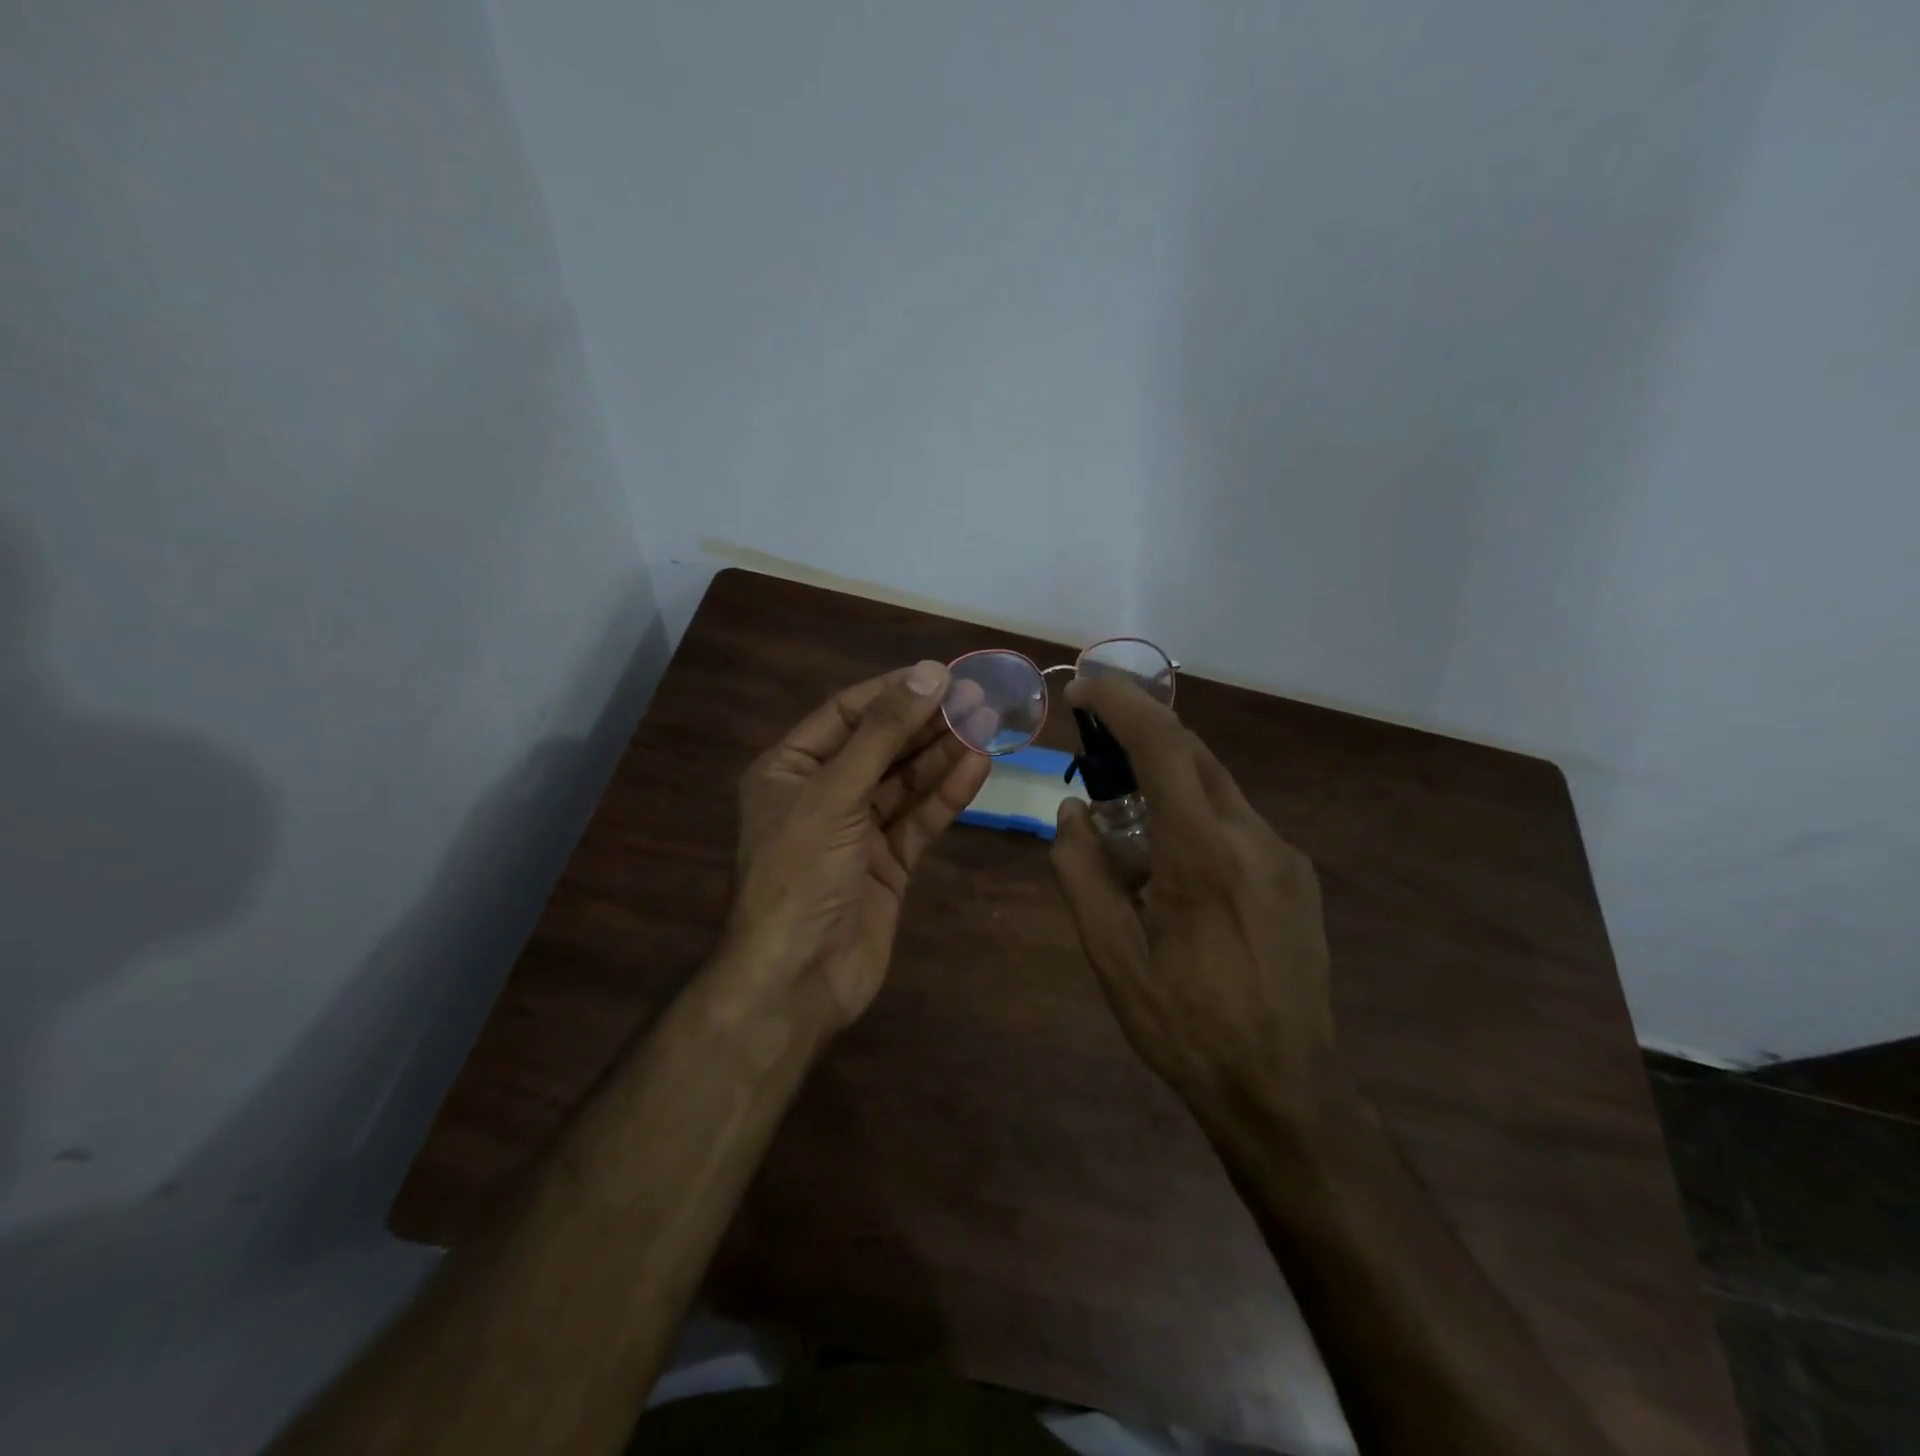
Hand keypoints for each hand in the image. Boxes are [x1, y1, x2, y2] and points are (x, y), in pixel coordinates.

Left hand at [720, 661, 991, 1030]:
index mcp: (788, 769)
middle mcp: (822, 793)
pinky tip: (978, 766)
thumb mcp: (835, 794)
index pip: (846, 713)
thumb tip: (929, 673)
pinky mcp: (887, 863)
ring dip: (943, 754)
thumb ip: (883, 734)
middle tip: (978, 697)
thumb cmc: (800, 874)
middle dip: (926, 722)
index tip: (942, 673)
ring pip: (905, 782)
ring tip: (987, 724)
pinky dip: (946, 794)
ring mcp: (856, 830)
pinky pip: (919, 819)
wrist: (798, 979)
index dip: (893, 691)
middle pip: (881, 745)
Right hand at [1048, 675, 1339, 1120]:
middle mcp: (1253, 838)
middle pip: (1195, 753)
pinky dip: (1194, 813)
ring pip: (1217, 786)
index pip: (1164, 746)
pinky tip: (1171, 863)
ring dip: (1167, 778)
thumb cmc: (1185, 1026)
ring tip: (1124, 819)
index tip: (1085, 686)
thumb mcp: (1111, 956)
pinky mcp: (1296, 876)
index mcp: (1202, 855)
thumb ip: (1081, 872)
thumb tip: (1071, 811)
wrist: (1284, 1089)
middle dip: (1141, 732)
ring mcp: (1283, 856)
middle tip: (1093, 743)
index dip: (1122, 703)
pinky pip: (1236, 820)